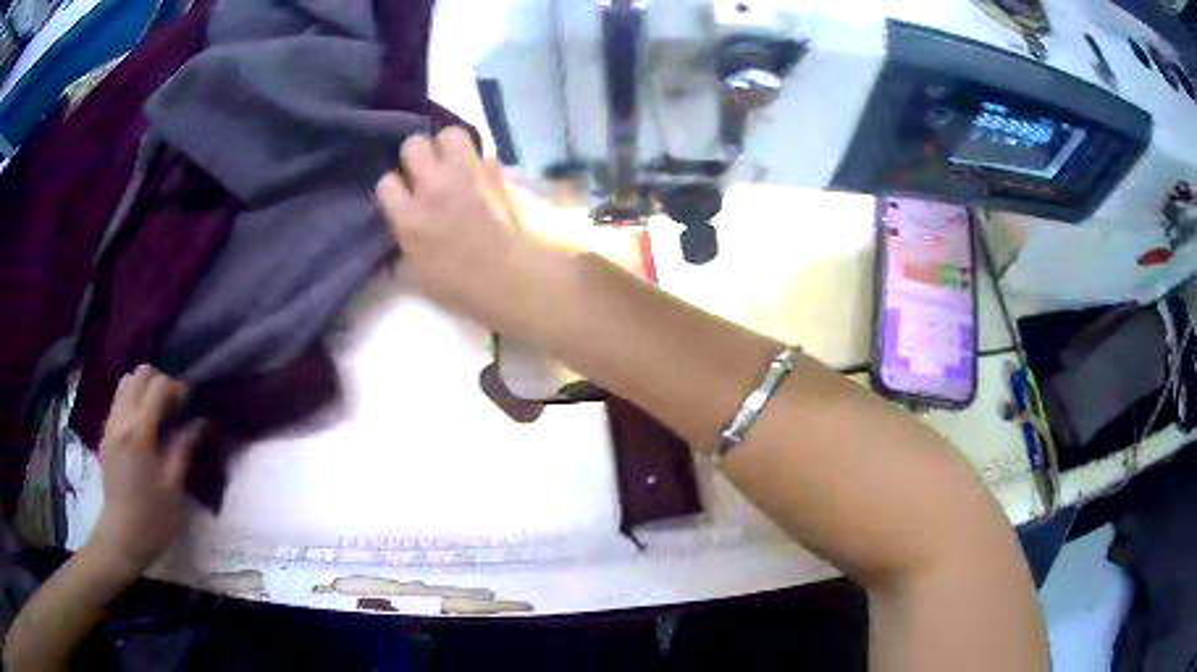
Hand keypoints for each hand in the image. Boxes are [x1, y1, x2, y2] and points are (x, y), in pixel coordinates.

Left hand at [90, 365, 204, 573]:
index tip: (187, 408)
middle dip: (159, 383)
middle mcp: (121, 420)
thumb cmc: (153, 519)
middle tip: (173, 409)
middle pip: (139, 375)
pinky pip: (119, 402)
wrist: (122, 538)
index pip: (158, 386)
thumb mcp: (174, 488)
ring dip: (143, 390)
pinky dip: (133, 403)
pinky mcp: (106, 435)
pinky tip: (143, 430)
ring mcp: (110, 426)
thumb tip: (200, 421)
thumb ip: (184, 448)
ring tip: (157, 416)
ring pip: (125, 384)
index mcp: (139, 432)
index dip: (176, 389)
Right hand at [375, 128, 569, 337]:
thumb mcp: (420, 279)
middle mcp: (433, 188)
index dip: (394, 188)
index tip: (402, 196)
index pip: (386, 182)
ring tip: (453, 161)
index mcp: (409, 219)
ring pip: (450, 133)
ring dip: (448, 145)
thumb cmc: (464, 289)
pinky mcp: (495, 172)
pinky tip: (479, 171)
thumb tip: (395, 246)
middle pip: (414, 145)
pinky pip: (482, 149)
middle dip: (417, 155)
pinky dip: (478, 156)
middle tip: (426, 171)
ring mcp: (466, 175)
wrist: (515, 280)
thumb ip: (402, 255)